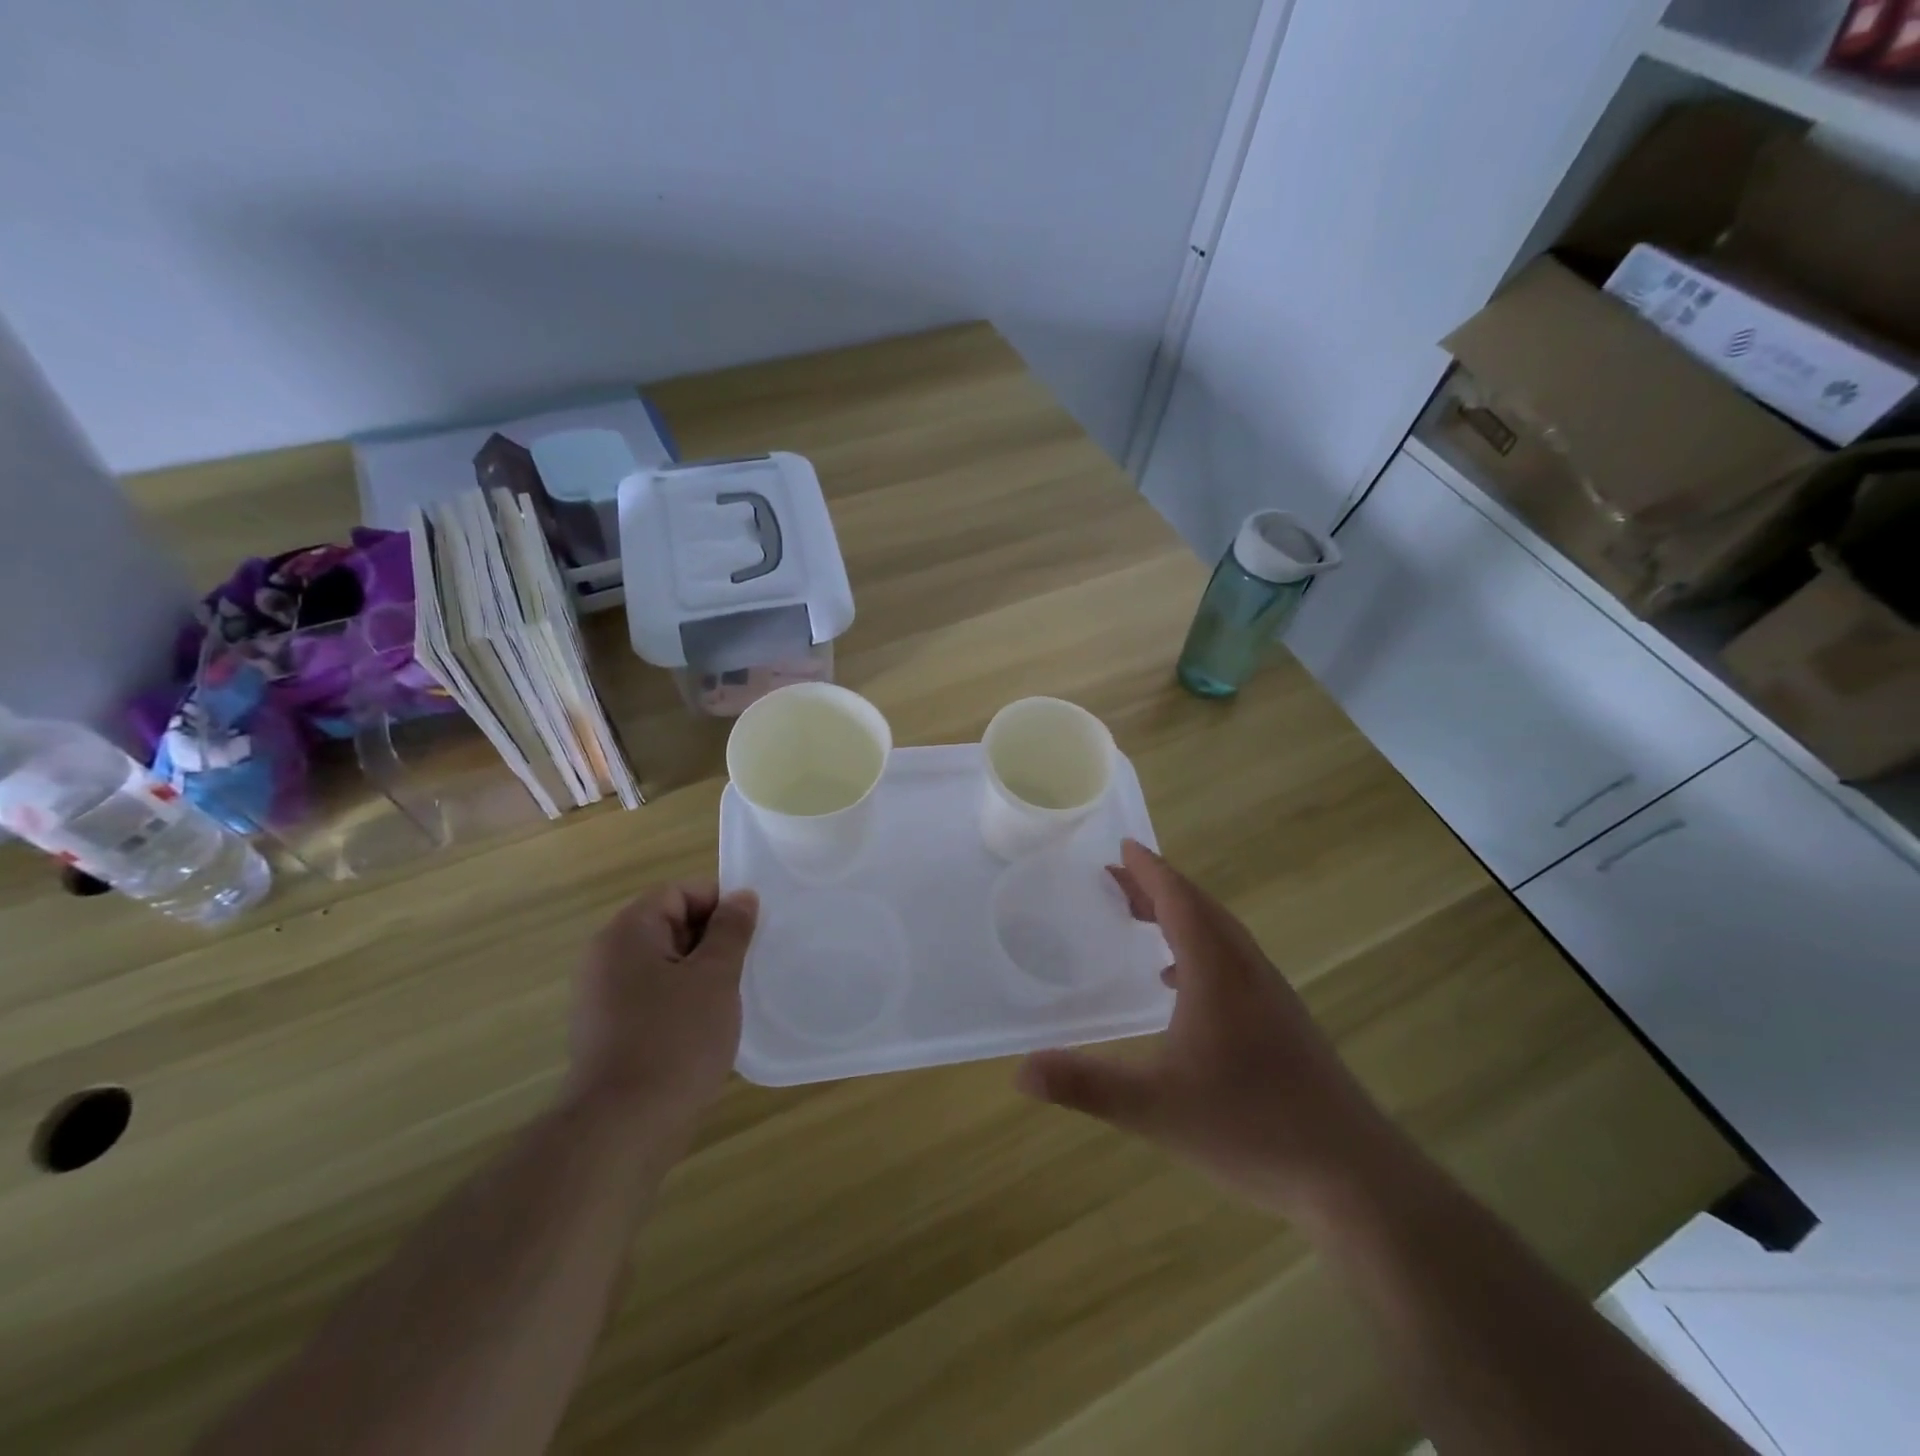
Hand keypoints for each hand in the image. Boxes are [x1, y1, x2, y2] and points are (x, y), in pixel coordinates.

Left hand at [567, 882, 759, 1123]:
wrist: (622, 1130)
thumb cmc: (675, 1039)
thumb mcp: (715, 977)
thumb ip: (731, 930)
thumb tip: (742, 896)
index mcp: (627, 933)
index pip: (677, 892)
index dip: (718, 903)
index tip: (750, 930)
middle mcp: (606, 957)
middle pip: (668, 924)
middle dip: (711, 939)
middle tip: (747, 964)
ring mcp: (602, 997)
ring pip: (663, 964)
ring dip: (699, 973)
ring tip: (731, 996)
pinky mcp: (607, 1033)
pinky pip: (651, 997)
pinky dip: (681, 1001)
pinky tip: (706, 1027)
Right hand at [1016, 841, 1407, 1225]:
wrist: (1354, 1176)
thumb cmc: (1251, 1128)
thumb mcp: (1156, 1108)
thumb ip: (1087, 1085)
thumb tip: (1021, 1072)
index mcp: (1217, 971)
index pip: (1179, 900)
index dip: (1149, 870)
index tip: (1121, 846)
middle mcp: (1247, 969)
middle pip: (1199, 909)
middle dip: (1157, 888)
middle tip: (1116, 878)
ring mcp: (1271, 995)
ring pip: (1220, 934)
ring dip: (1179, 916)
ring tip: (1142, 920)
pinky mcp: (1284, 1021)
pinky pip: (1233, 962)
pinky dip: (1199, 951)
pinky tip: (1179, 986)